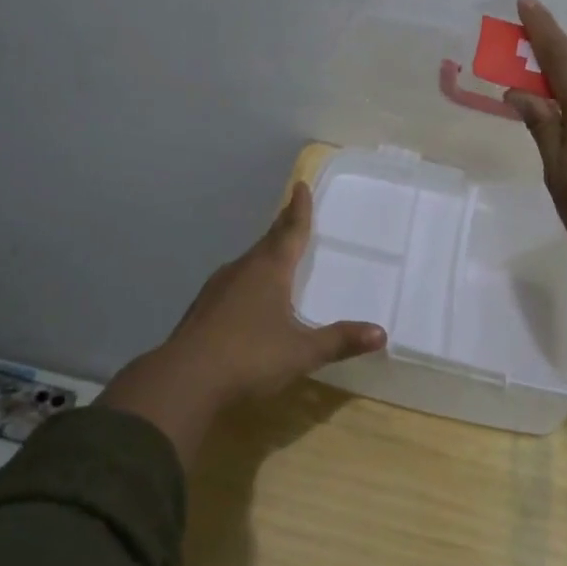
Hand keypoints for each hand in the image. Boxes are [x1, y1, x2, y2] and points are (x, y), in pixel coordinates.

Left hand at [96, 183, 384, 463]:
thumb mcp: (301, 352)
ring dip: (264, 252)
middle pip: (268, 241)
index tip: (300, 185)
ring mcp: (218, 288)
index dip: (299, 209)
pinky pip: (233, 281)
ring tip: (275, 252)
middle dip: (282, 227)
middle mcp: (243, 269)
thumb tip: (381, 333)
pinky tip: (247, 294)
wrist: (185, 380)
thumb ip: (339, 341)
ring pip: (248, 261)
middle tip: (292, 212)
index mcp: (269, 270)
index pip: (290, 231)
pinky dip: (248, 277)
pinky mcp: (203, 308)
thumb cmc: (250, 357)